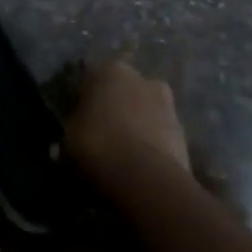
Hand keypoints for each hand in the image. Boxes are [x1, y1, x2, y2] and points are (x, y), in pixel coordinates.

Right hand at [63, 58, 190, 176]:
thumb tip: (66, 142)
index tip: (76, 114)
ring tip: (123, 151)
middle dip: (115, 104)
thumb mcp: (67, 141)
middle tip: (101, 130)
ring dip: (137, 123)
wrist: (146, 180)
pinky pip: (160, 133)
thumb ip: (71, 132)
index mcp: (108, 70)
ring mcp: (167, 104)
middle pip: (123, 88)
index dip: (83, 95)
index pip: (90, 74)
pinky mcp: (185, 132)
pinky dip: (152, 144)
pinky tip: (140, 164)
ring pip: (145, 109)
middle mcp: (140, 78)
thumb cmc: (96, 147)